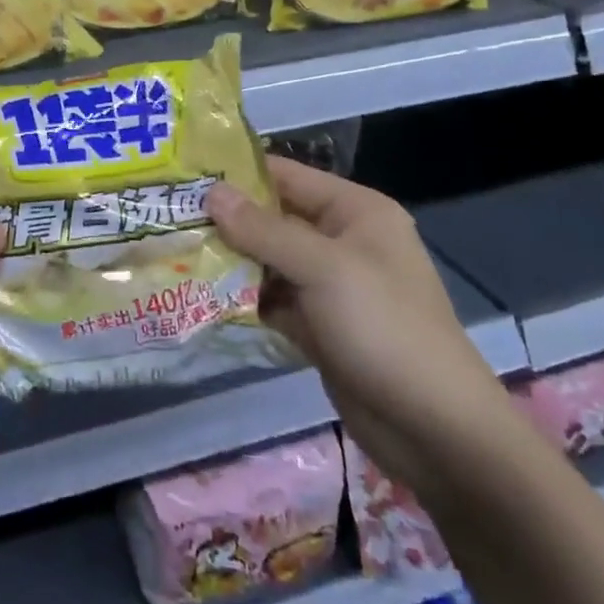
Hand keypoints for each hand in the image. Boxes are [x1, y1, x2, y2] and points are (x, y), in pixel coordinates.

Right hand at [205, 157, 518, 499]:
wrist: (436, 431)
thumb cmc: (384, 329)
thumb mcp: (323, 269)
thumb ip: (264, 230)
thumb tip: (211, 192)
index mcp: (354, 212)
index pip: (286, 175)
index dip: (237, 173)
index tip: (184, 173)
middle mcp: (341, 241)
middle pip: (272, 218)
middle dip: (225, 220)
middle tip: (168, 216)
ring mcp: (329, 286)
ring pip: (268, 261)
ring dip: (229, 261)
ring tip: (174, 251)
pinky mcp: (318, 325)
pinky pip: (272, 299)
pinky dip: (243, 299)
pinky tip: (200, 296)